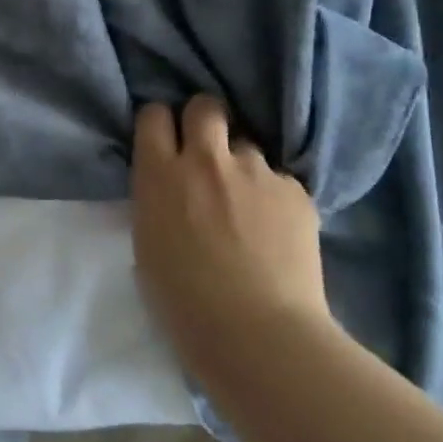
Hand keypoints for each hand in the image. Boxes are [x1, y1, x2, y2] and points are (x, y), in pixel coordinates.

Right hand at [130, 96, 333, 378]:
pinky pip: (279, 179)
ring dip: (242, 165)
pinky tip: (276, 230)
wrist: (257, 334)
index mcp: (160, 173)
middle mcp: (206, 159)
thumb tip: (171, 186)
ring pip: (246, 145)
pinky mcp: (295, 191)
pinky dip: (273, 196)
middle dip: (204, 120)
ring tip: (248, 202)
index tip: (165, 140)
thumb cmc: (183, 301)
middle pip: (205, 107)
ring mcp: (255, 171)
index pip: (154, 114)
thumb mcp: (147, 241)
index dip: (160, 123)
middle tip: (206, 149)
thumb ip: (157, 199)